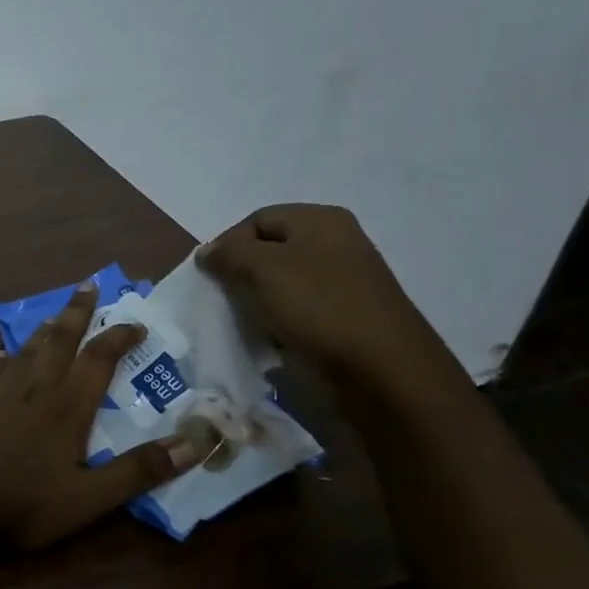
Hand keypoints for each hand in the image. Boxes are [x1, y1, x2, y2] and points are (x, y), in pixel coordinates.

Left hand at [0, 282, 208, 549]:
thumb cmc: (21, 504)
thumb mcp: (89, 499)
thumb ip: (138, 471)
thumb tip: (197, 443)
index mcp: (66, 406)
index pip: (99, 359)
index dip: (119, 337)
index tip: (137, 324)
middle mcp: (33, 389)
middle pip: (59, 340)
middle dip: (78, 312)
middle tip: (88, 285)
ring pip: (25, 351)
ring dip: (44, 331)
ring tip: (54, 316)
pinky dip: (4, 359)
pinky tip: (2, 358)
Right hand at [198, 205, 460, 394]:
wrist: (381, 368)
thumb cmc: (319, 307)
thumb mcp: (263, 270)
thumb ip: (229, 255)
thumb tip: (207, 252)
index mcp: (321, 221)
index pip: (256, 220)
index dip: (227, 244)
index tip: (209, 277)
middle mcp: (335, 243)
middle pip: (269, 250)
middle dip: (241, 273)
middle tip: (224, 299)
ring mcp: (342, 280)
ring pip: (281, 282)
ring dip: (257, 299)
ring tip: (244, 320)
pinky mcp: (342, 314)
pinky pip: (297, 308)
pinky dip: (277, 319)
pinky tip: (269, 337)